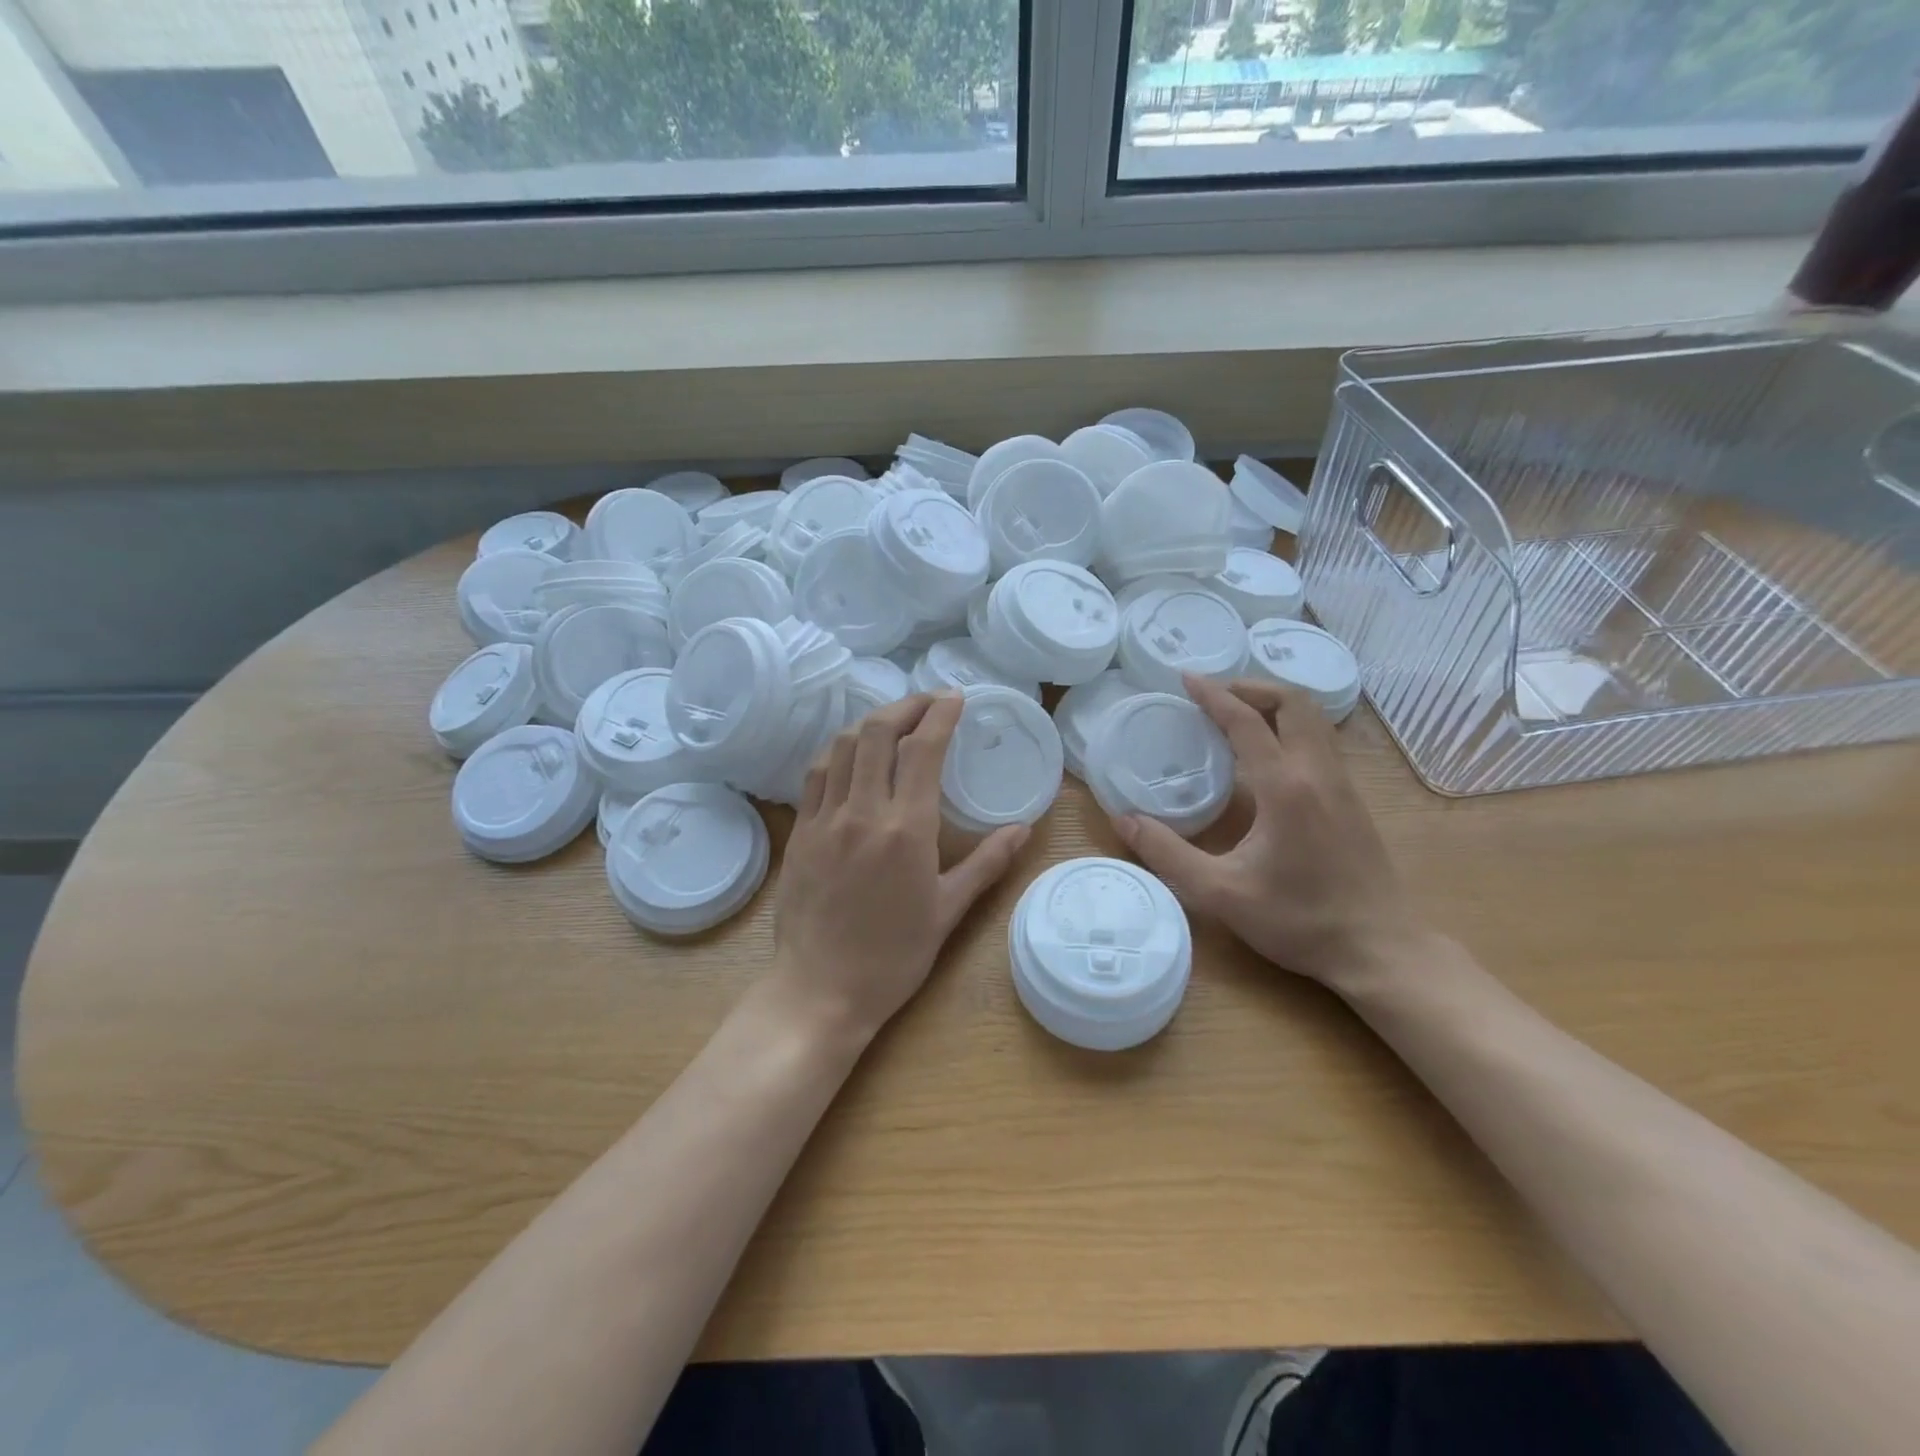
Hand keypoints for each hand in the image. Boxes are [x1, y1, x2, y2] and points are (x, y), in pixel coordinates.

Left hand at [774, 693, 1027, 1040]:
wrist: (820, 989)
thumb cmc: (893, 956)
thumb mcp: (948, 910)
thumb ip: (987, 863)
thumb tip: (1023, 829)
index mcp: (906, 830)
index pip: (923, 749)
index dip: (940, 714)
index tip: (956, 697)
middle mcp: (862, 812)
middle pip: (877, 733)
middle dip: (906, 706)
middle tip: (928, 703)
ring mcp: (825, 819)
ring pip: (842, 745)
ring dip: (871, 722)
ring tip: (894, 721)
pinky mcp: (801, 832)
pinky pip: (816, 774)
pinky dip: (838, 750)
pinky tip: (852, 752)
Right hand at [1110, 675, 1426, 991]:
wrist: (1380, 949)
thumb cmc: (1299, 920)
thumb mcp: (1221, 893)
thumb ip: (1168, 854)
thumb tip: (1124, 821)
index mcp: (1285, 788)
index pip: (1247, 722)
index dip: (1214, 695)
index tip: (1185, 678)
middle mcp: (1318, 773)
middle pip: (1293, 702)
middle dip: (1251, 687)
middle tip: (1214, 695)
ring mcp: (1342, 785)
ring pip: (1314, 719)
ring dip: (1275, 704)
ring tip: (1237, 714)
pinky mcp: (1352, 800)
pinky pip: (1321, 741)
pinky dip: (1291, 726)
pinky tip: (1268, 753)